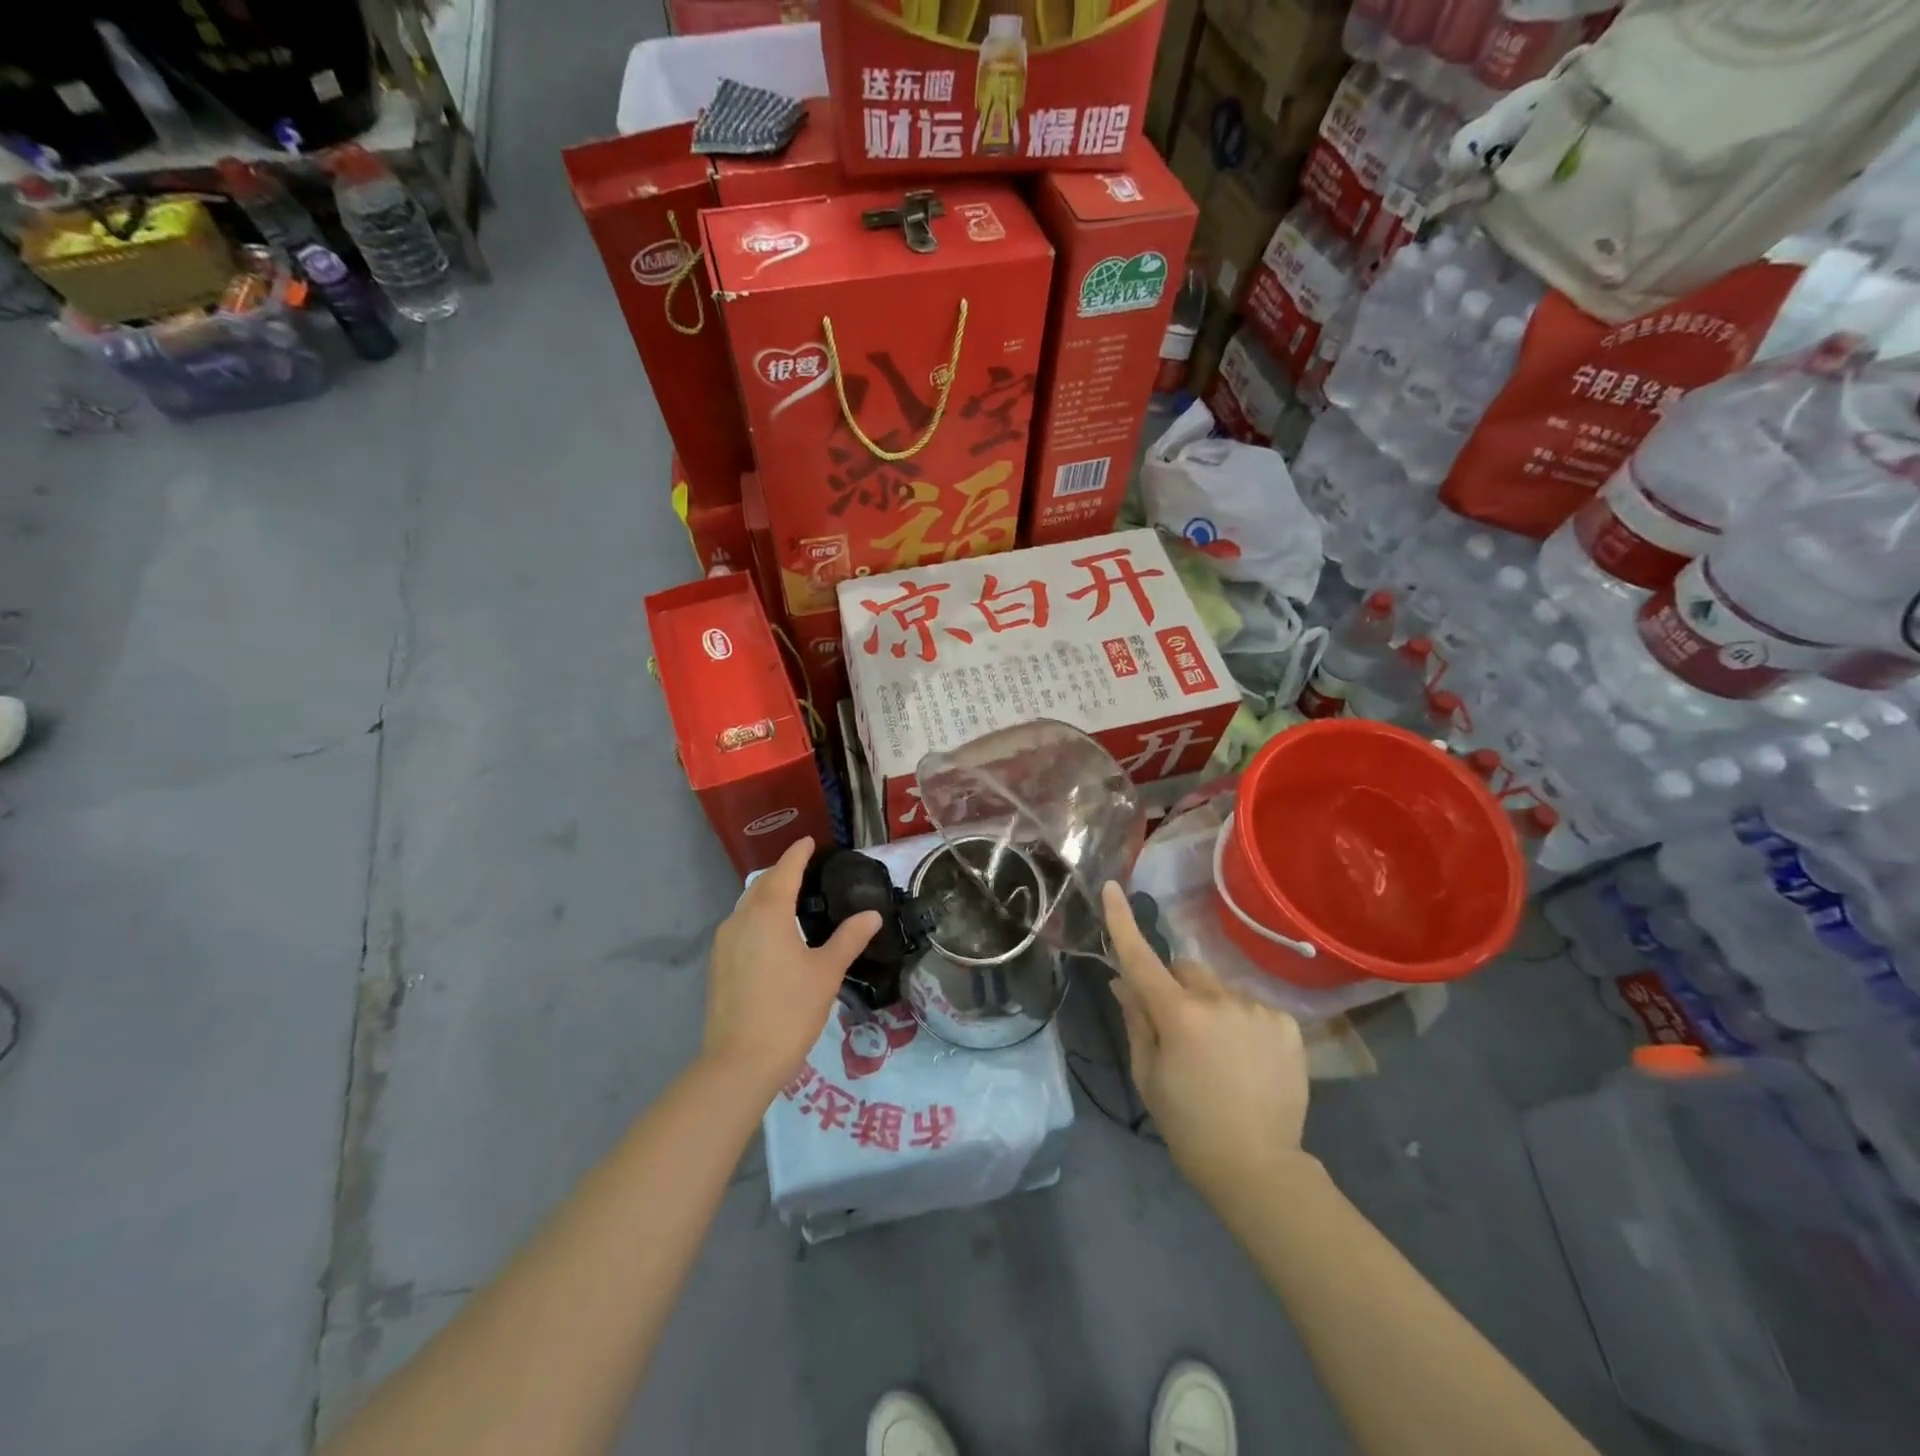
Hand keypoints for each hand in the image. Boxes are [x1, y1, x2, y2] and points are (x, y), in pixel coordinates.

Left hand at [704, 838, 880, 1098]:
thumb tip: (871, 915)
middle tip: (807, 869)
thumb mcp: (826, 972)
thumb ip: (848, 938)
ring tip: (794, 899)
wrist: (739, 1062)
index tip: (809, 841)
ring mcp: (724, 942)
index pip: (785, 870)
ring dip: (769, 895)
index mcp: (768, 913)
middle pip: (763, 884)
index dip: (798, 854)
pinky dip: (759, 917)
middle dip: (783, 872)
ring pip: (748, 905)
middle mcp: (741, 919)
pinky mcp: (718, 964)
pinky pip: (741, 925)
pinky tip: (775, 934)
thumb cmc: (789, 1010)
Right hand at [1102, 882, 1311, 1201]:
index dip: (1122, 921)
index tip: (1111, 887)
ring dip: (1213, 1007)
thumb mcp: (1148, 1074)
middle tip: (1179, 1030)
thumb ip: (1136, 1020)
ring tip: (1222, 1054)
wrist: (1258, 1167)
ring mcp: (1256, 1009)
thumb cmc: (1189, 1124)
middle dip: (1176, 988)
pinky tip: (1250, 1058)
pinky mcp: (1286, 1023)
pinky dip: (1243, 1022)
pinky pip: (1252, 1006)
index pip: (1141, 958)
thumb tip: (1123, 982)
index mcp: (1178, 1015)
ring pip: (1220, 990)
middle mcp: (1218, 1000)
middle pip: (1186, 971)